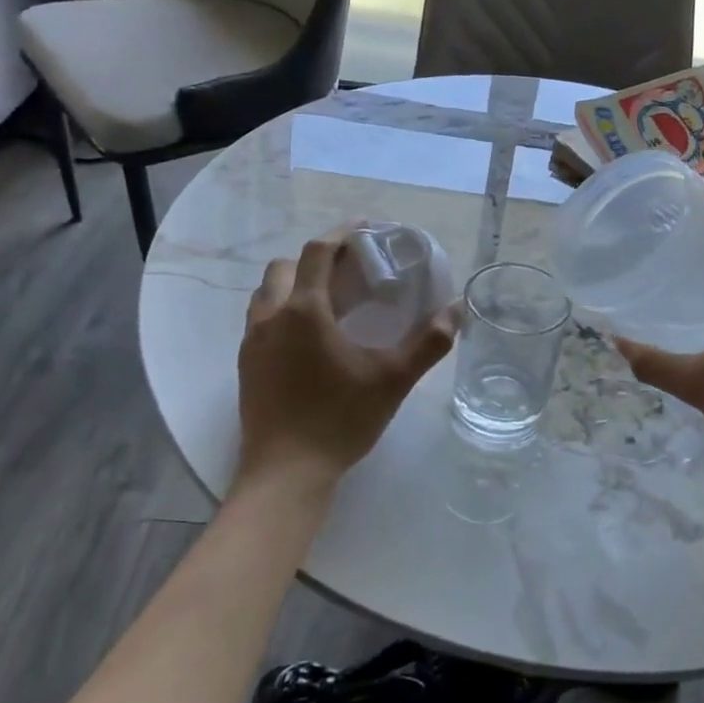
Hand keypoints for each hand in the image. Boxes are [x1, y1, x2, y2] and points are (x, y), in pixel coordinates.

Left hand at [236, 225, 457, 484]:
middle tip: (348, 269)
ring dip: (294, 283)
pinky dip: (282, 310)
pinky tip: (308, 338)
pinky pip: (260, 320)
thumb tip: (457, 310)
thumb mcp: (393, 380)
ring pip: (266, 293)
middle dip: (315, 258)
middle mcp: (271, 317)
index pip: (317, 252)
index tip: (365, 228)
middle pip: (284, 266)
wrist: (286, 473)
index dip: (341, 234)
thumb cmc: (340, 420)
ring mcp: (252, 342)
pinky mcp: (246, 366)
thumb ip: (428, 343)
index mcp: (305, 311)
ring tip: (328, 300)